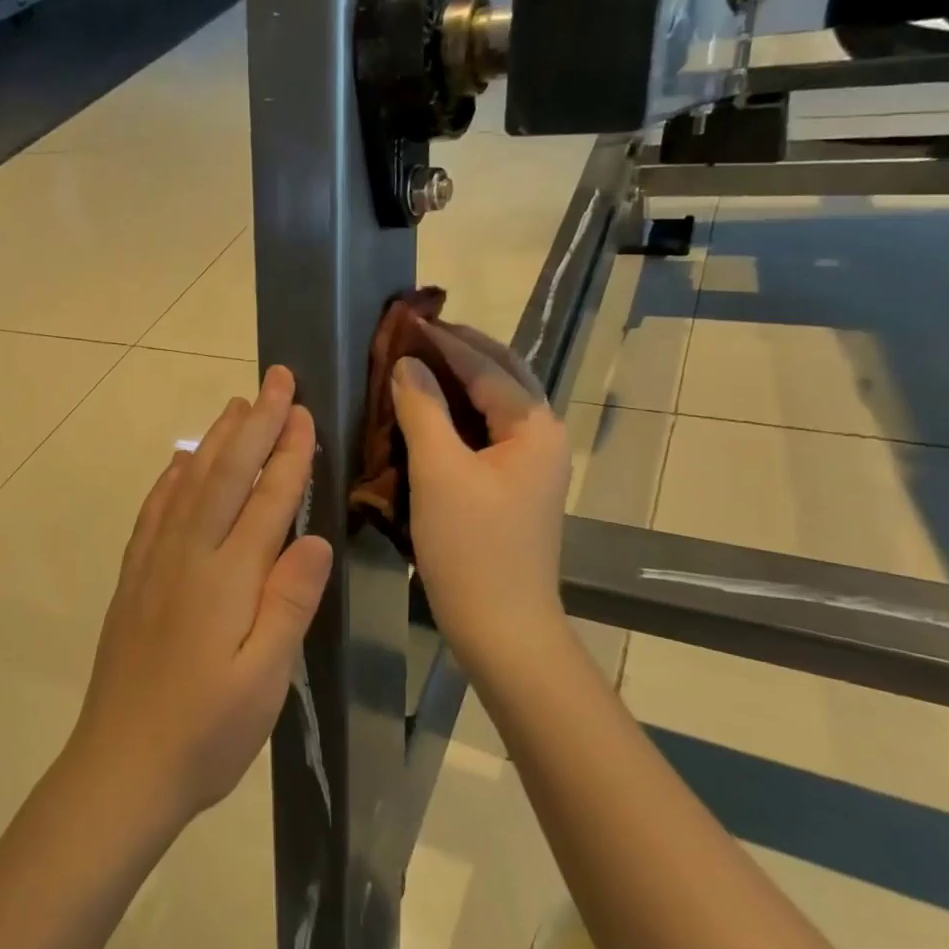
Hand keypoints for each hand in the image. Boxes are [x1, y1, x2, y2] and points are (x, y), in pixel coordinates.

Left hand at [72, 366, 333, 829]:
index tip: (304, 410)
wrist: (120, 769)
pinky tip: (180, 461)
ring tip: (235, 404)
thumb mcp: (264, 680)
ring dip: (216, 439)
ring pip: (189, 482)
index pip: (267, 499)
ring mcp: (155, 564)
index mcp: (227, 578)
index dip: (288, 453)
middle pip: (226, 474)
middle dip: (255, 423)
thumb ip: (288, 603)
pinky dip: (172, 476)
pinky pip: (155, 511)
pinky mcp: (135, 579)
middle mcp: (188, 556)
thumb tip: (313, 537)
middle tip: (275, 378)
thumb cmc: (206, 733)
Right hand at [392, 323, 569, 661]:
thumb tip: (406, 364)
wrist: (502, 627)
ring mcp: (532, 465)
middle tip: (416, 334)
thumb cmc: (471, 547)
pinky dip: (458, 415)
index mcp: (534, 427)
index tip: (406, 321)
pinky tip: (428, 413)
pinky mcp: (515, 487)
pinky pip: (486, 433)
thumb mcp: (439, 472)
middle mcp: (542, 437)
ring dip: (459, 381)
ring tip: (417, 364)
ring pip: (494, 406)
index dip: (445, 341)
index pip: (487, 366)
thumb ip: (422, 409)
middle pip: (502, 377)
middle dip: (461, 351)